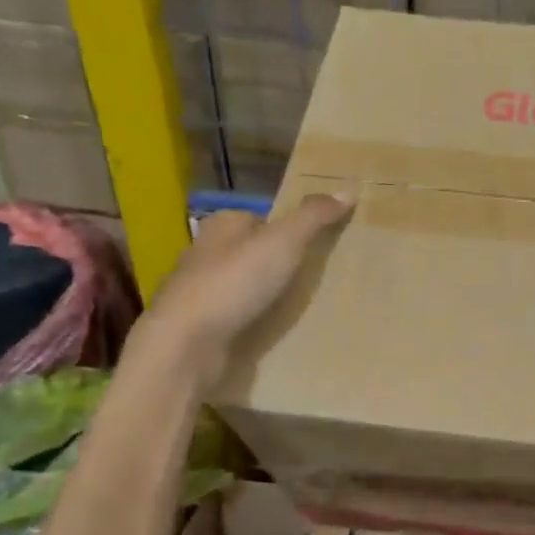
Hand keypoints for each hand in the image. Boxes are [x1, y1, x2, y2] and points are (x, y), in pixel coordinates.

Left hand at [139, 193, 354, 379]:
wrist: (187, 344)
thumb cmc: (234, 283)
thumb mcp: (282, 243)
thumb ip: (313, 218)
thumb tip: (348, 189)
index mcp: (221, 226)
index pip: (259, 218)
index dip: (287, 229)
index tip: (315, 245)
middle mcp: (207, 254)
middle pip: (252, 252)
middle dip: (278, 263)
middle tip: (316, 277)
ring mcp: (203, 292)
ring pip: (244, 286)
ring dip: (267, 295)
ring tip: (304, 307)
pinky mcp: (203, 326)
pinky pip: (238, 317)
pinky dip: (256, 321)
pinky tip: (276, 332)